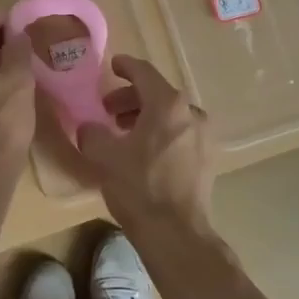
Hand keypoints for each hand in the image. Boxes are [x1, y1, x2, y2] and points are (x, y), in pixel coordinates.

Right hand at [70, 54, 214, 230]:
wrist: (175, 232)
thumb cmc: (138, 187)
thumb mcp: (103, 156)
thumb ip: (92, 132)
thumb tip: (90, 127)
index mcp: (167, 104)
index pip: (144, 72)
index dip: (125, 66)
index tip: (112, 66)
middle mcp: (191, 113)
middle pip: (158, 93)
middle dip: (131, 98)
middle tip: (108, 110)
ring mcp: (205, 136)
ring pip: (171, 115)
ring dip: (146, 116)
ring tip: (124, 132)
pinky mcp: (208, 159)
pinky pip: (182, 133)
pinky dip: (162, 133)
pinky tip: (145, 152)